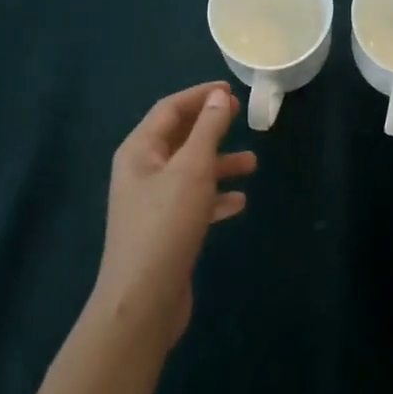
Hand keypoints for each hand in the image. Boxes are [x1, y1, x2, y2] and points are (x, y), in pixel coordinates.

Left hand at [91, 82, 256, 351]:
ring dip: (219, 163)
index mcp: (139, 150)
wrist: (142, 303)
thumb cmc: (166, 225)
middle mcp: (141, 171)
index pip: (170, 108)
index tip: (231, 90)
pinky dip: (215, 197)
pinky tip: (239, 203)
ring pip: (190, 170)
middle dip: (210, 126)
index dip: (200, 96)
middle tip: (240, 117)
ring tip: (252, 163)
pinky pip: (192, 202)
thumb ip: (207, 129)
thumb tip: (218, 96)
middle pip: (179, 137)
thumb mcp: (192, 169)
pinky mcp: (164, 231)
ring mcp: (151, 203)